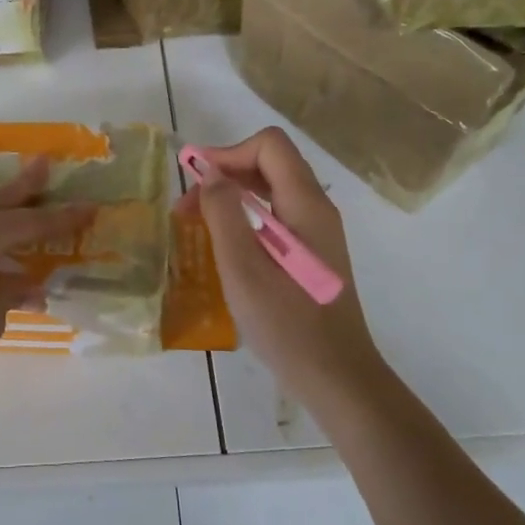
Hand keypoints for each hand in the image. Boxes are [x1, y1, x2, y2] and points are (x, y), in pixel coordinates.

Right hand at [179, 128, 384, 414]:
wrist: (337, 379)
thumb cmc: (287, 325)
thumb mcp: (243, 268)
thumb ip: (224, 213)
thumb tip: (209, 173)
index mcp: (305, 204)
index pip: (269, 145)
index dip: (228, 152)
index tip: (194, 181)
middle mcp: (317, 208)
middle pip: (270, 162)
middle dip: (225, 173)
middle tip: (187, 207)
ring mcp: (317, 230)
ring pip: (272, 188)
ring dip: (232, 195)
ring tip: (197, 223)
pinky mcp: (312, 251)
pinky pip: (276, 213)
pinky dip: (245, 215)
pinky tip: (225, 244)